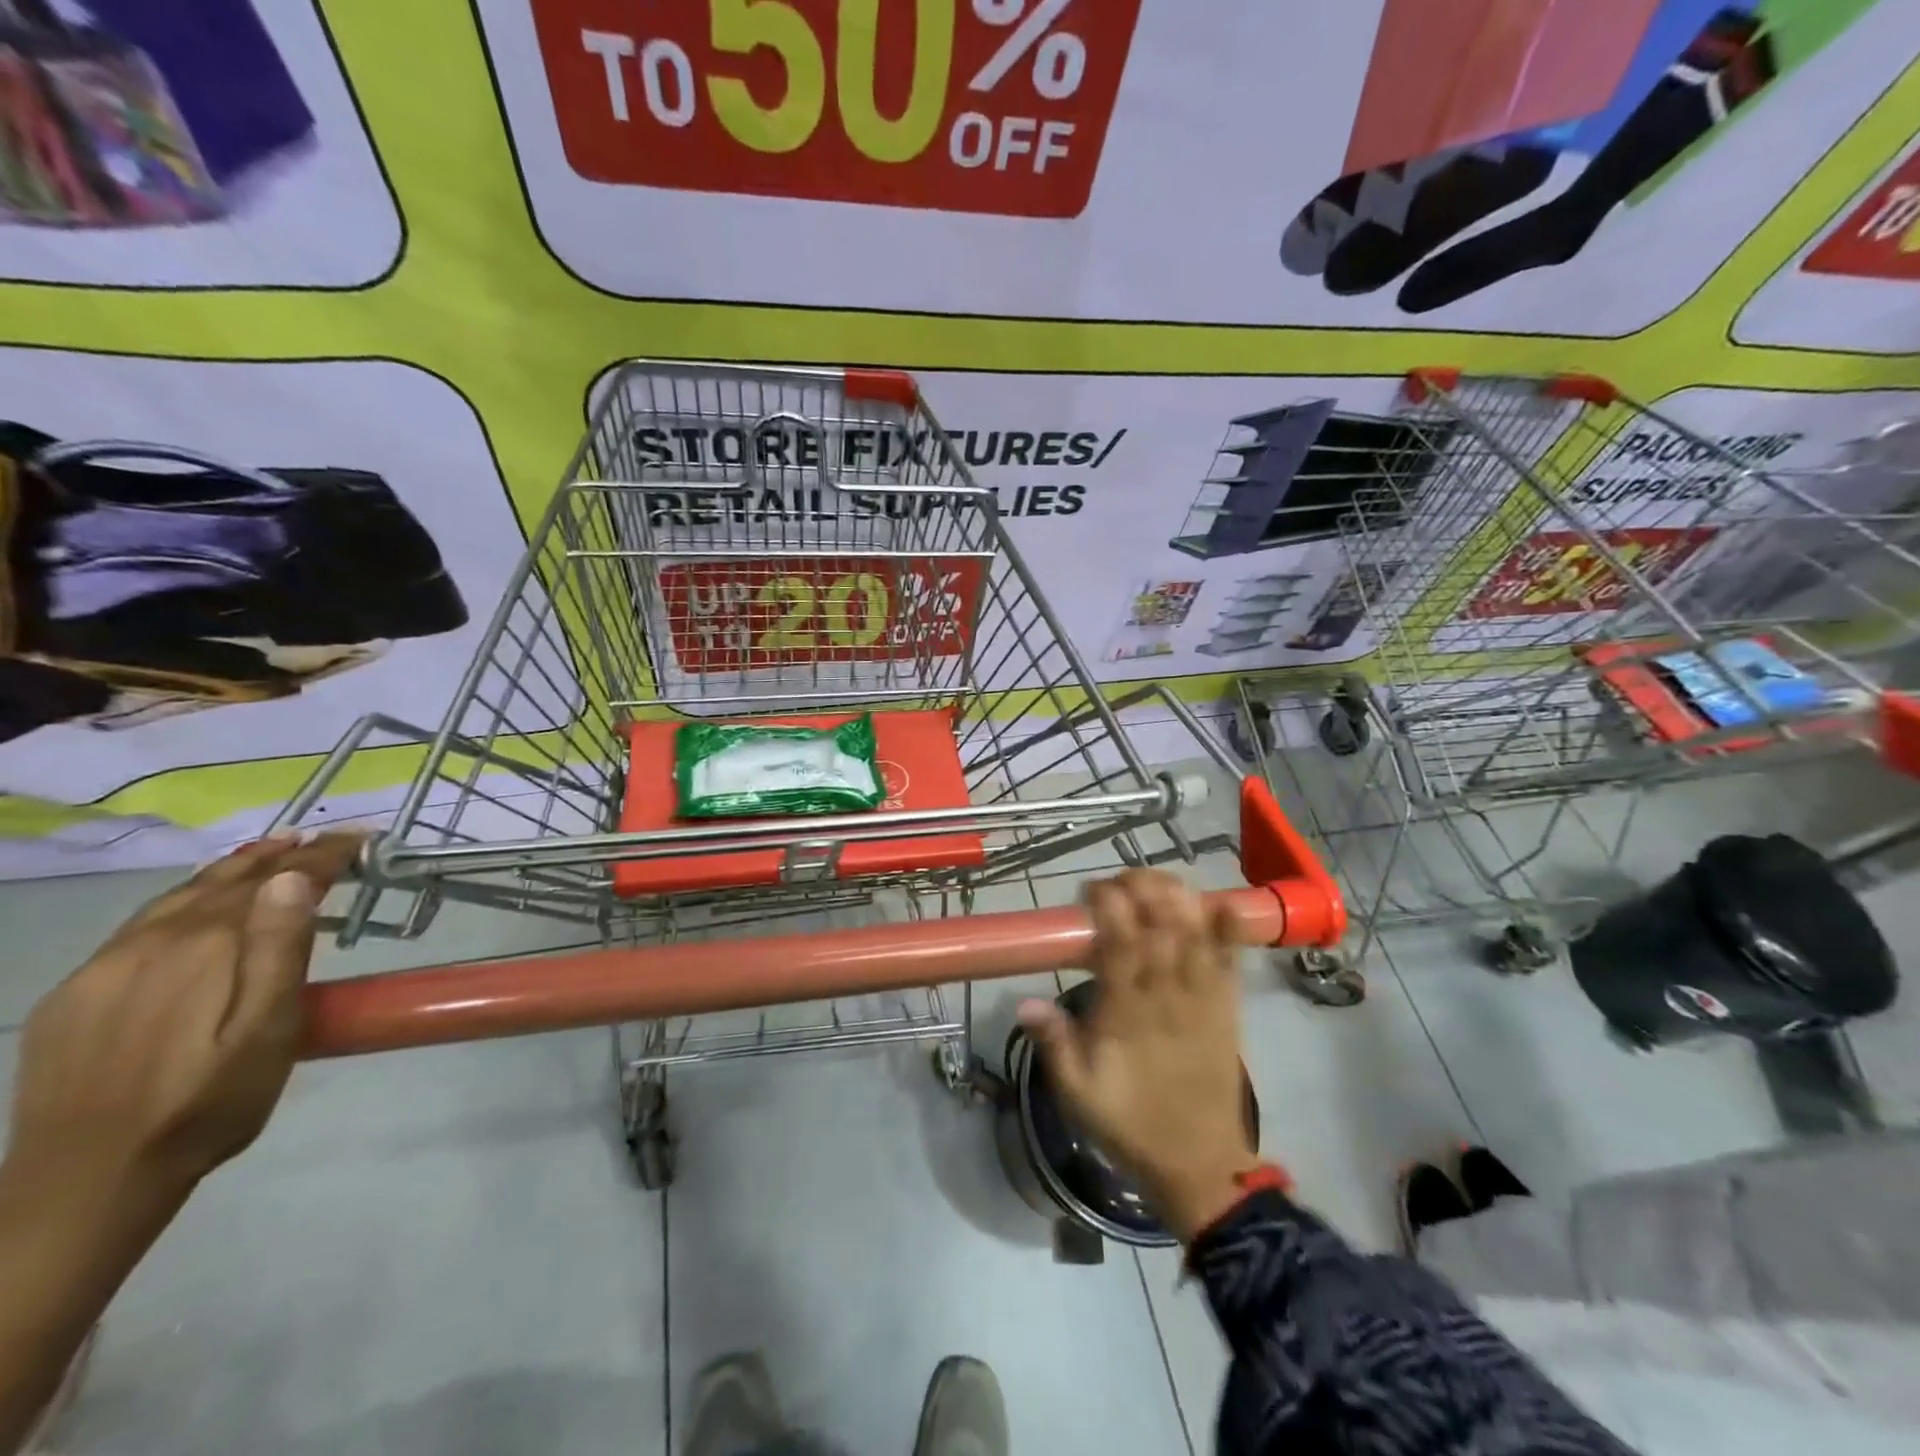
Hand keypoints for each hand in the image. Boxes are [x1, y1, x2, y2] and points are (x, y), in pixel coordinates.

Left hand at [6, 831, 361, 1203]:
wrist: (87, 1181)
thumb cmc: (210, 1103)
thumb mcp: (269, 1031)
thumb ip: (279, 951)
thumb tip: (292, 880)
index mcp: (207, 947)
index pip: (274, 881)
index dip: (320, 857)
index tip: (358, 839)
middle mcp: (152, 942)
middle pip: (223, 880)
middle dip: (276, 855)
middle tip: (317, 840)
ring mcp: (103, 968)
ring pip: (176, 898)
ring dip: (229, 870)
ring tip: (267, 854)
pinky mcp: (73, 995)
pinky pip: (139, 926)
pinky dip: (183, 900)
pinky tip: (196, 907)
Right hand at [1017, 870, 1259, 1241]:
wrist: (1199, 1162)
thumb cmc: (1130, 1123)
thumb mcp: (1077, 1093)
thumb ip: (1054, 1044)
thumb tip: (1025, 1001)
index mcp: (1128, 1012)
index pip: (1120, 942)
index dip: (1108, 906)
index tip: (1088, 892)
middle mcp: (1168, 995)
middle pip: (1162, 923)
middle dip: (1141, 887)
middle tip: (1117, 881)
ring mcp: (1204, 997)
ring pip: (1197, 931)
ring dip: (1178, 896)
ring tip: (1155, 882)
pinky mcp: (1229, 1006)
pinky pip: (1234, 958)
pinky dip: (1230, 927)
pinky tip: (1219, 902)